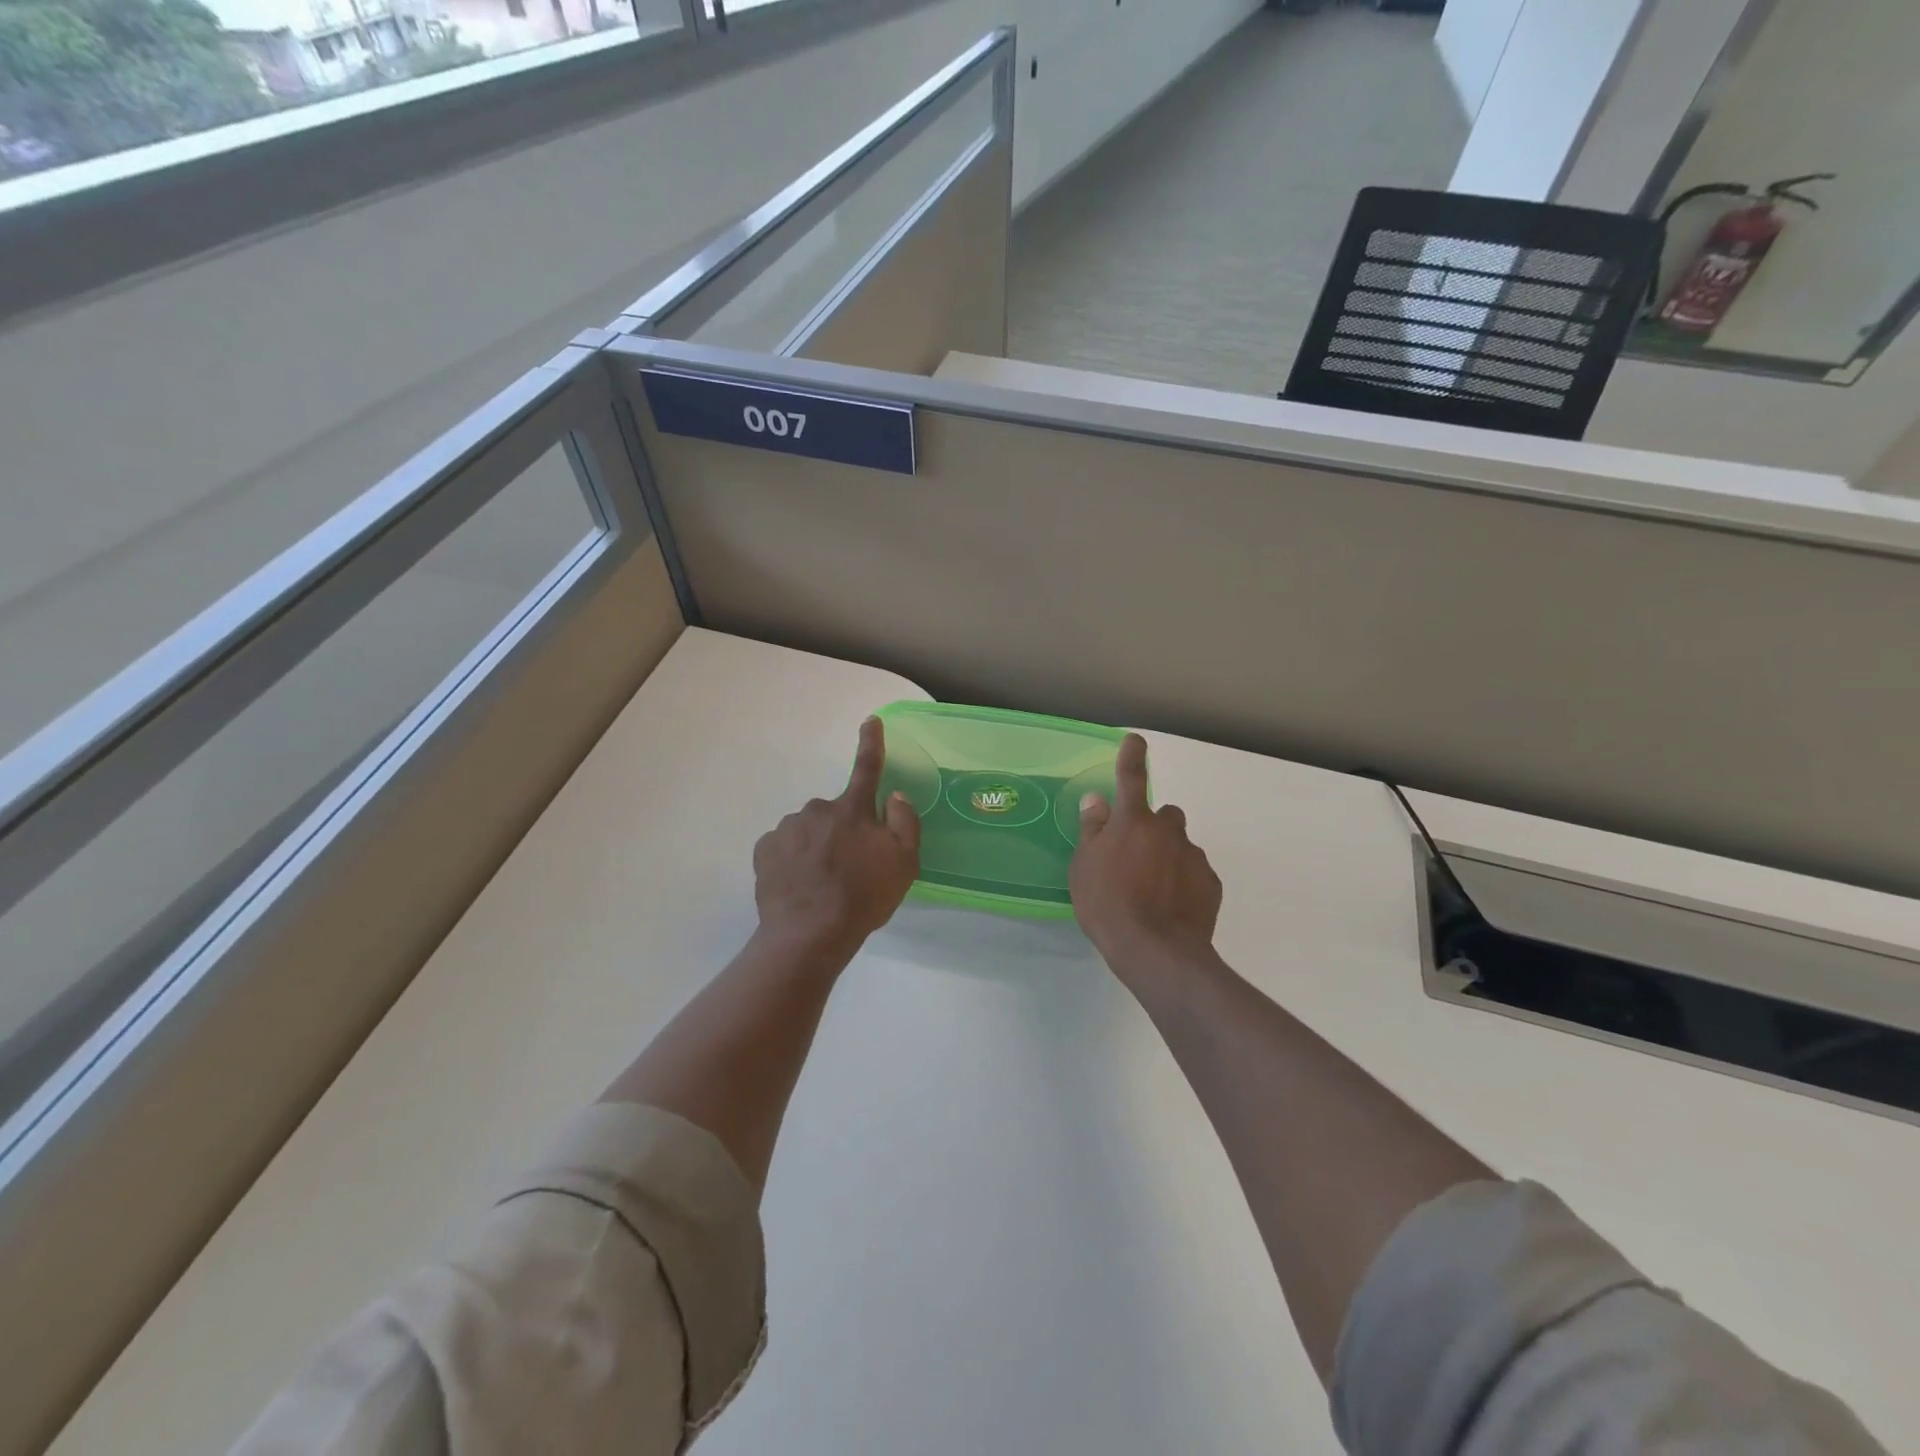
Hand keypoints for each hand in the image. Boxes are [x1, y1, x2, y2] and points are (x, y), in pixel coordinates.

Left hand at [753, 716, 920, 959]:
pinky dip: (793, 859)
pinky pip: (784, 846)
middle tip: (849, 867)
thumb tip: (894, 795)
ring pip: (808, 829)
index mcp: (853, 810)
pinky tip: (800, 885)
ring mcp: (787, 828)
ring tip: (822, 883)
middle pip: (836, 812)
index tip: (871, 720)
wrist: (809, 934)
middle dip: (842, 830)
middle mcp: (817, 809)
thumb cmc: (863, 897)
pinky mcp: (765, 850)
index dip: (871, 743)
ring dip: (816, 846)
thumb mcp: (904, 863)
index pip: (867, 768)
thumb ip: (904, 822)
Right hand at [1071, 733, 1222, 977]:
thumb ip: (1092, 830)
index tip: (1136, 740)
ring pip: (1180, 845)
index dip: (1132, 756)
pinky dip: (1183, 882)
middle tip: (1135, 857)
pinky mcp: (1211, 883)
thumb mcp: (1084, 867)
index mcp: (1133, 821)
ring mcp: (1193, 856)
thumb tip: (1097, 800)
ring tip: (1151, 890)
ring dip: (1168, 857)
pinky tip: (1170, 906)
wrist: (1157, 951)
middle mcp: (1168, 830)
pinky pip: (1194, 872)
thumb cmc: (1108, 904)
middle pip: (1164, 816)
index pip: (1132, 778)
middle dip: (1153, 828)